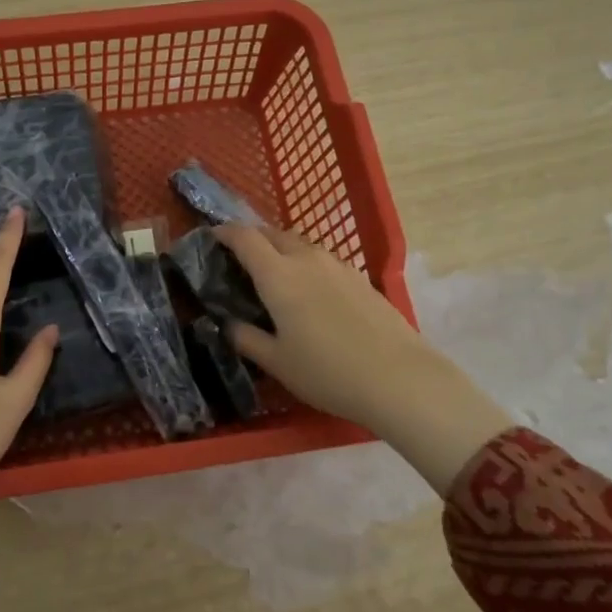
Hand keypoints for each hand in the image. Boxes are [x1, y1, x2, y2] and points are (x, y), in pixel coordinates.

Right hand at [214, 222, 512, 495]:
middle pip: (272, 233)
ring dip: (280, 249)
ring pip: (299, 244)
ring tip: (272, 274)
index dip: (224, 233)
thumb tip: (229, 325)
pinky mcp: (359, 278)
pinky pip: (321, 259)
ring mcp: (337, 265)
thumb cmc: (328, 372)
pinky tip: (308, 292)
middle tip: (238, 259)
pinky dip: (304, 264)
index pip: (244, 238)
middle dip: (251, 239)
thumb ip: (247, 339)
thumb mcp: (277, 362)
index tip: (211, 237)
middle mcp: (306, 259)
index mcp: (278, 275)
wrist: (400, 378)